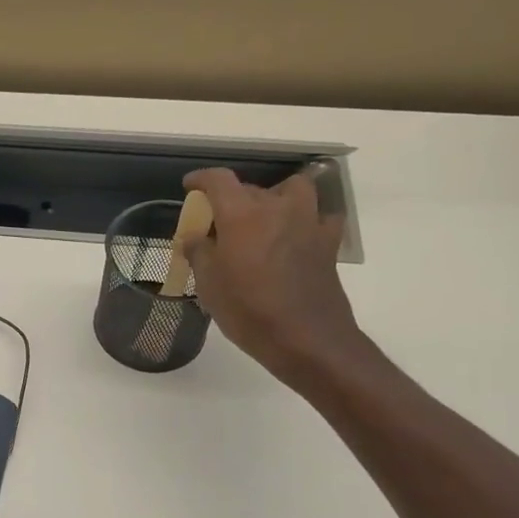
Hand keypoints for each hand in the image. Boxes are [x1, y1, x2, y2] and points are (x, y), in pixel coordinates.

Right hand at [182, 165, 365, 386]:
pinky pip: (320, 217)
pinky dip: (307, 219)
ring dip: (277, 196)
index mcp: (242, 214)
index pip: (219, 180)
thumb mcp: (209, 284)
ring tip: (264, 217)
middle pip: (252, 188)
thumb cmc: (248, 310)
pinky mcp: (328, 243)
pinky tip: (296, 236)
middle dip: (233, 198)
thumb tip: (194, 237)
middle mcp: (277, 208)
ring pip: (294, 190)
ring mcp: (307, 223)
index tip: (190, 186)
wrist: (306, 339)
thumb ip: (199, 253)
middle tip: (220, 222)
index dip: (202, 179)